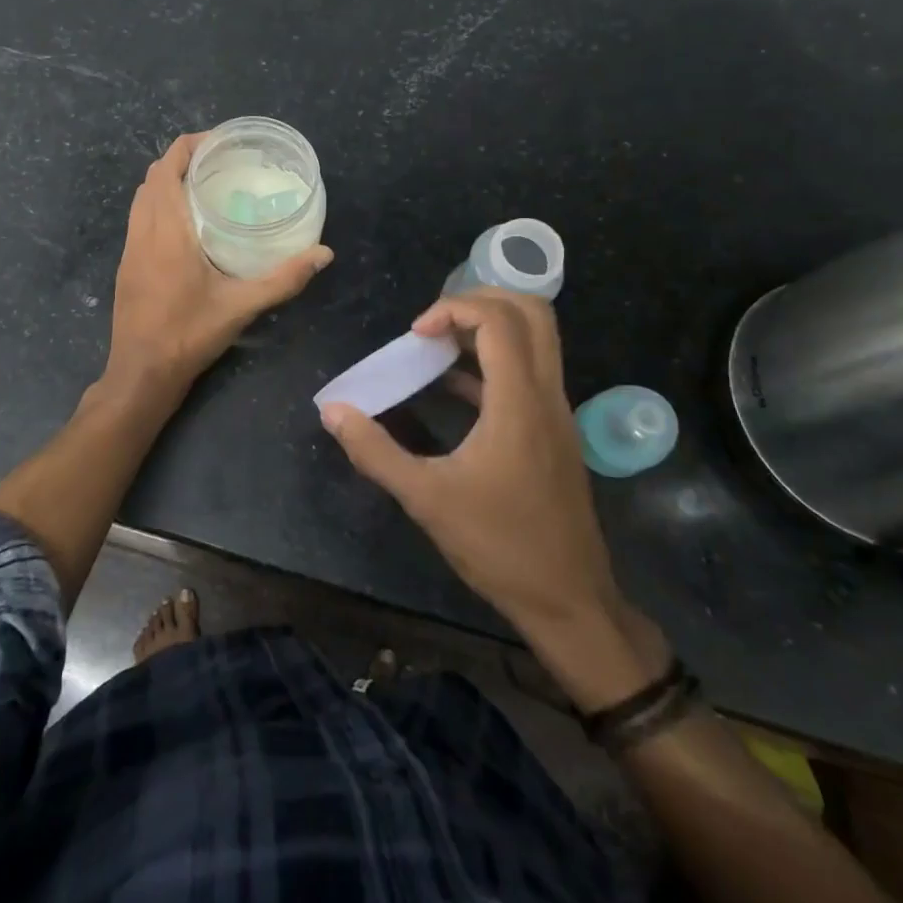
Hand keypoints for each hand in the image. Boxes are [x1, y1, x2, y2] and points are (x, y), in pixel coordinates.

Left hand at [106, 134, 332, 396]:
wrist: (141, 373)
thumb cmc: (189, 335)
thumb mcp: (241, 306)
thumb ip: (284, 278)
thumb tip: (324, 253)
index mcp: (166, 231)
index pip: (167, 168)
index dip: (189, 145)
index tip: (220, 140)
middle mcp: (142, 231)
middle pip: (152, 177)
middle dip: (181, 159)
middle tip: (220, 161)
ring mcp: (130, 248)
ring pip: (142, 197)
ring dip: (167, 181)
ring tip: (205, 185)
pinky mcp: (127, 265)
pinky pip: (139, 217)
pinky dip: (158, 203)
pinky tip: (186, 223)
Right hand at [320, 290, 626, 642]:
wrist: (571, 601)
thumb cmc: (500, 547)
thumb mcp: (426, 499)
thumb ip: (375, 451)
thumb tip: (332, 411)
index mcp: (519, 401)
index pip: (499, 320)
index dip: (452, 310)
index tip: (414, 335)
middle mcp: (547, 394)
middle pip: (531, 312)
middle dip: (478, 301)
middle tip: (433, 324)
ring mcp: (557, 412)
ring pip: (536, 339)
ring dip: (488, 328)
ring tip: (436, 347)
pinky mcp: (555, 431)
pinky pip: (530, 372)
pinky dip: (494, 361)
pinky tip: (453, 388)